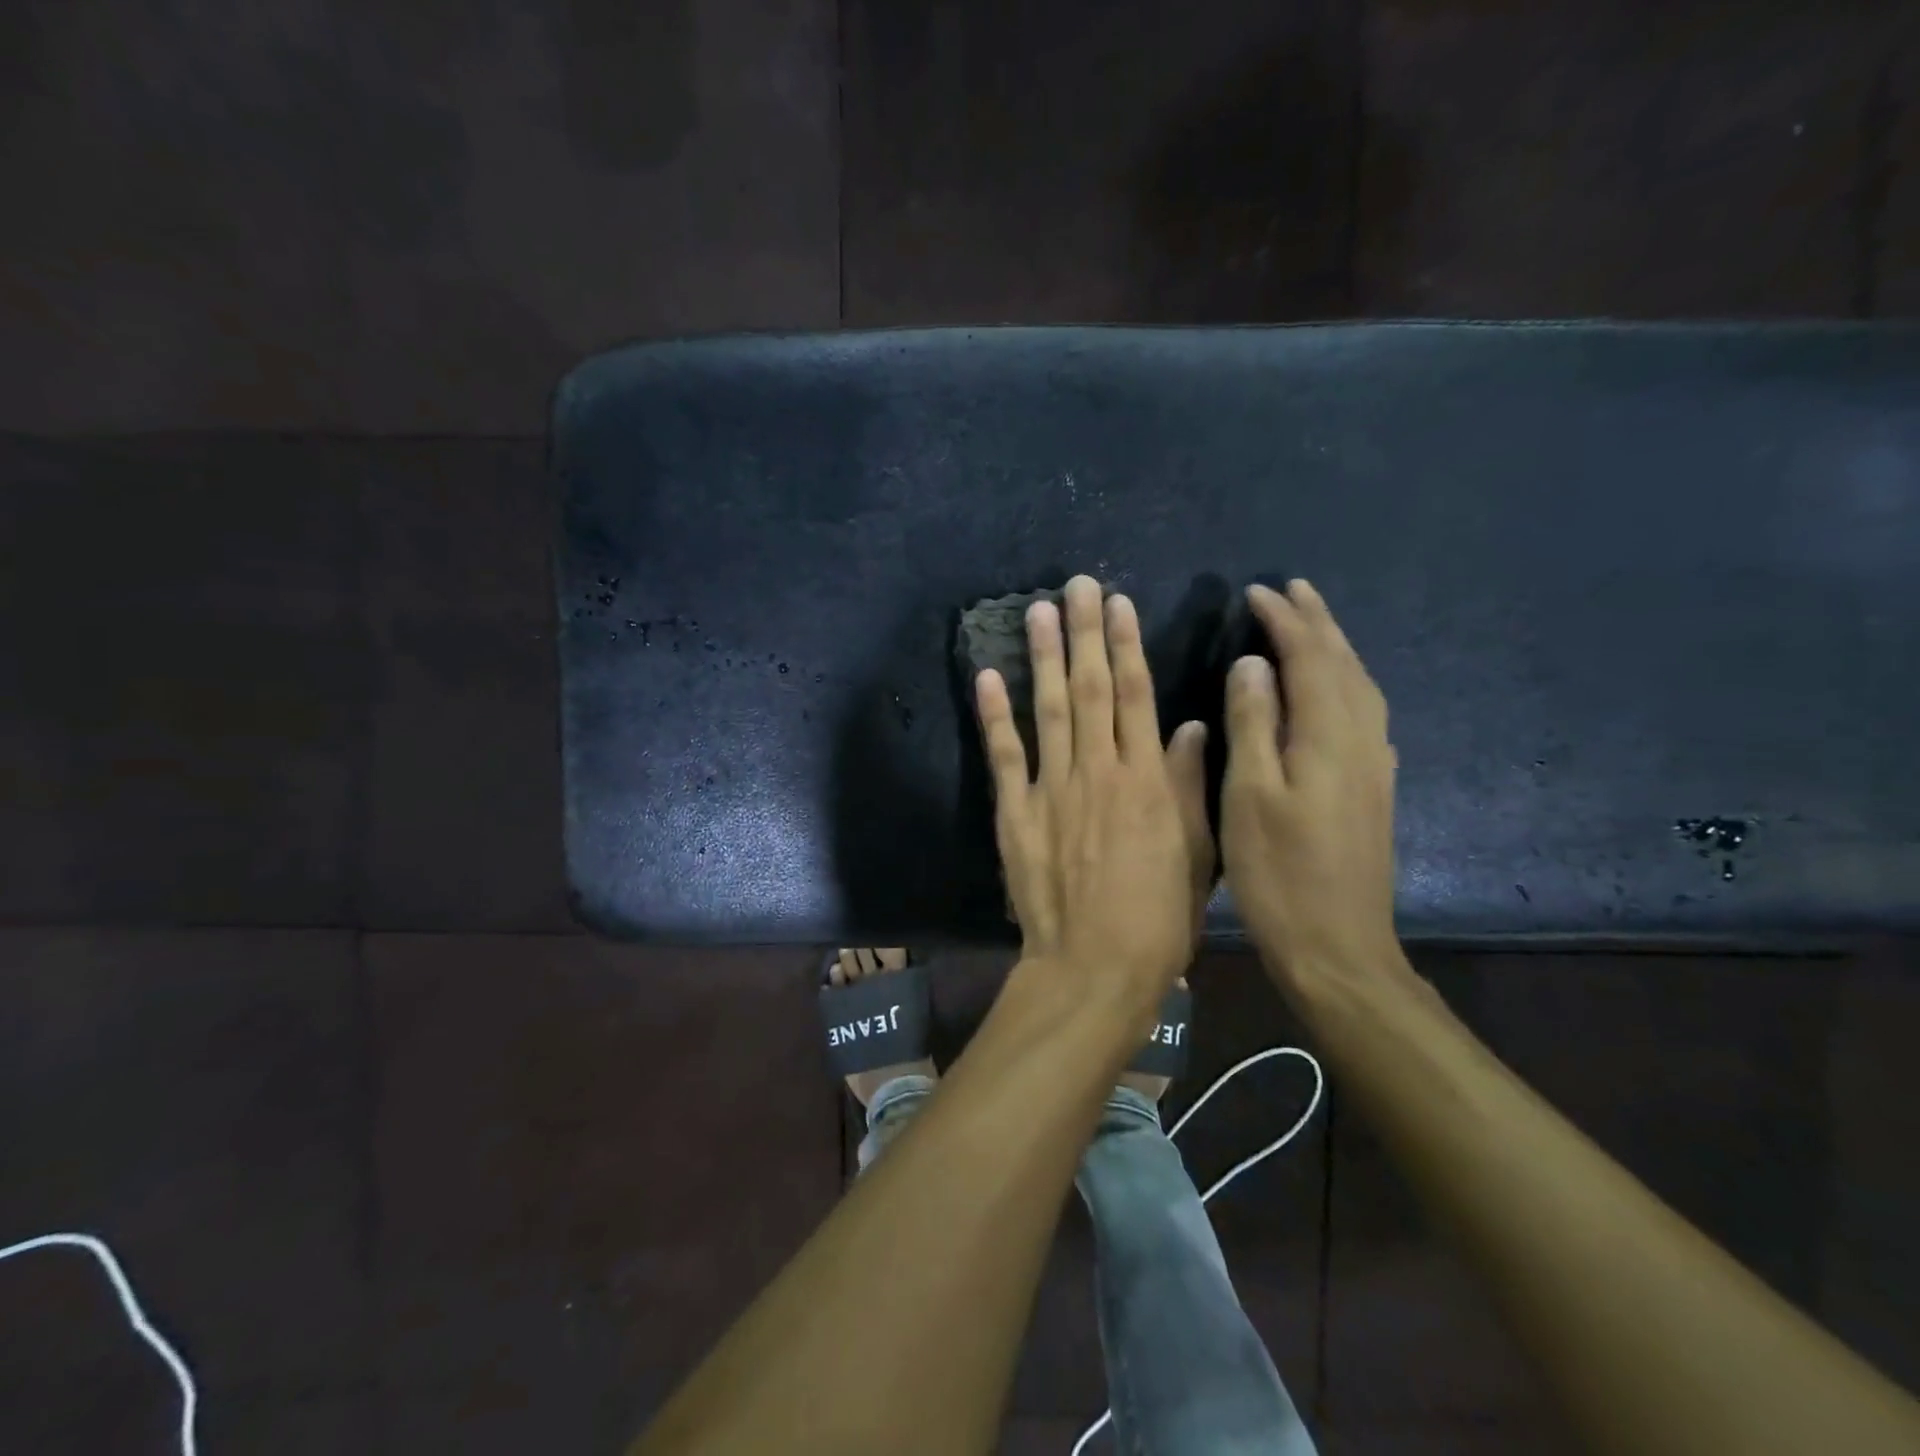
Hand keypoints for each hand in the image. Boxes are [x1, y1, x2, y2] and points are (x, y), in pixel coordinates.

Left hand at [975, 576, 1211, 997]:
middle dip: (1084, 633)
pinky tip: (988, 677)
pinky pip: (1004, 755)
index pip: (1136, 696)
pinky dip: (995, 715)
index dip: (1126, 645)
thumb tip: (1188, 726)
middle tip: (1076, 585)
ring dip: (1043, 658)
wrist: (1095, 966)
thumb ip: (1188, 785)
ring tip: (1038, 611)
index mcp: (1146, 779)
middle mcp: (1098, 770)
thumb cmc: (1157, 917)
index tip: (1118, 604)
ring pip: (1049, 710)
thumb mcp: (1195, 853)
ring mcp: (1052, 789)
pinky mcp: (1016, 812)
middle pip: (1091, 689)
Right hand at [1222, 580, 1398, 983]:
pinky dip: (1346, 683)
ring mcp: (1374, 765)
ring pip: (1360, 687)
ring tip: (1313, 625)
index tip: (1256, 592)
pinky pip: (1364, 713)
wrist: (1339, 945)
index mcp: (1328, 736)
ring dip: (1335, 648)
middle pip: (1344, 664)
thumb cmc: (1280, 873)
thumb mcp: (1250, 795)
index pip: (1309, 658)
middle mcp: (1362, 740)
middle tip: (1293, 590)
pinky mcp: (1374, 788)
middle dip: (1317, 623)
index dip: (1284, 621)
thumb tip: (1253, 664)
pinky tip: (1336, 692)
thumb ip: (1253, 724)